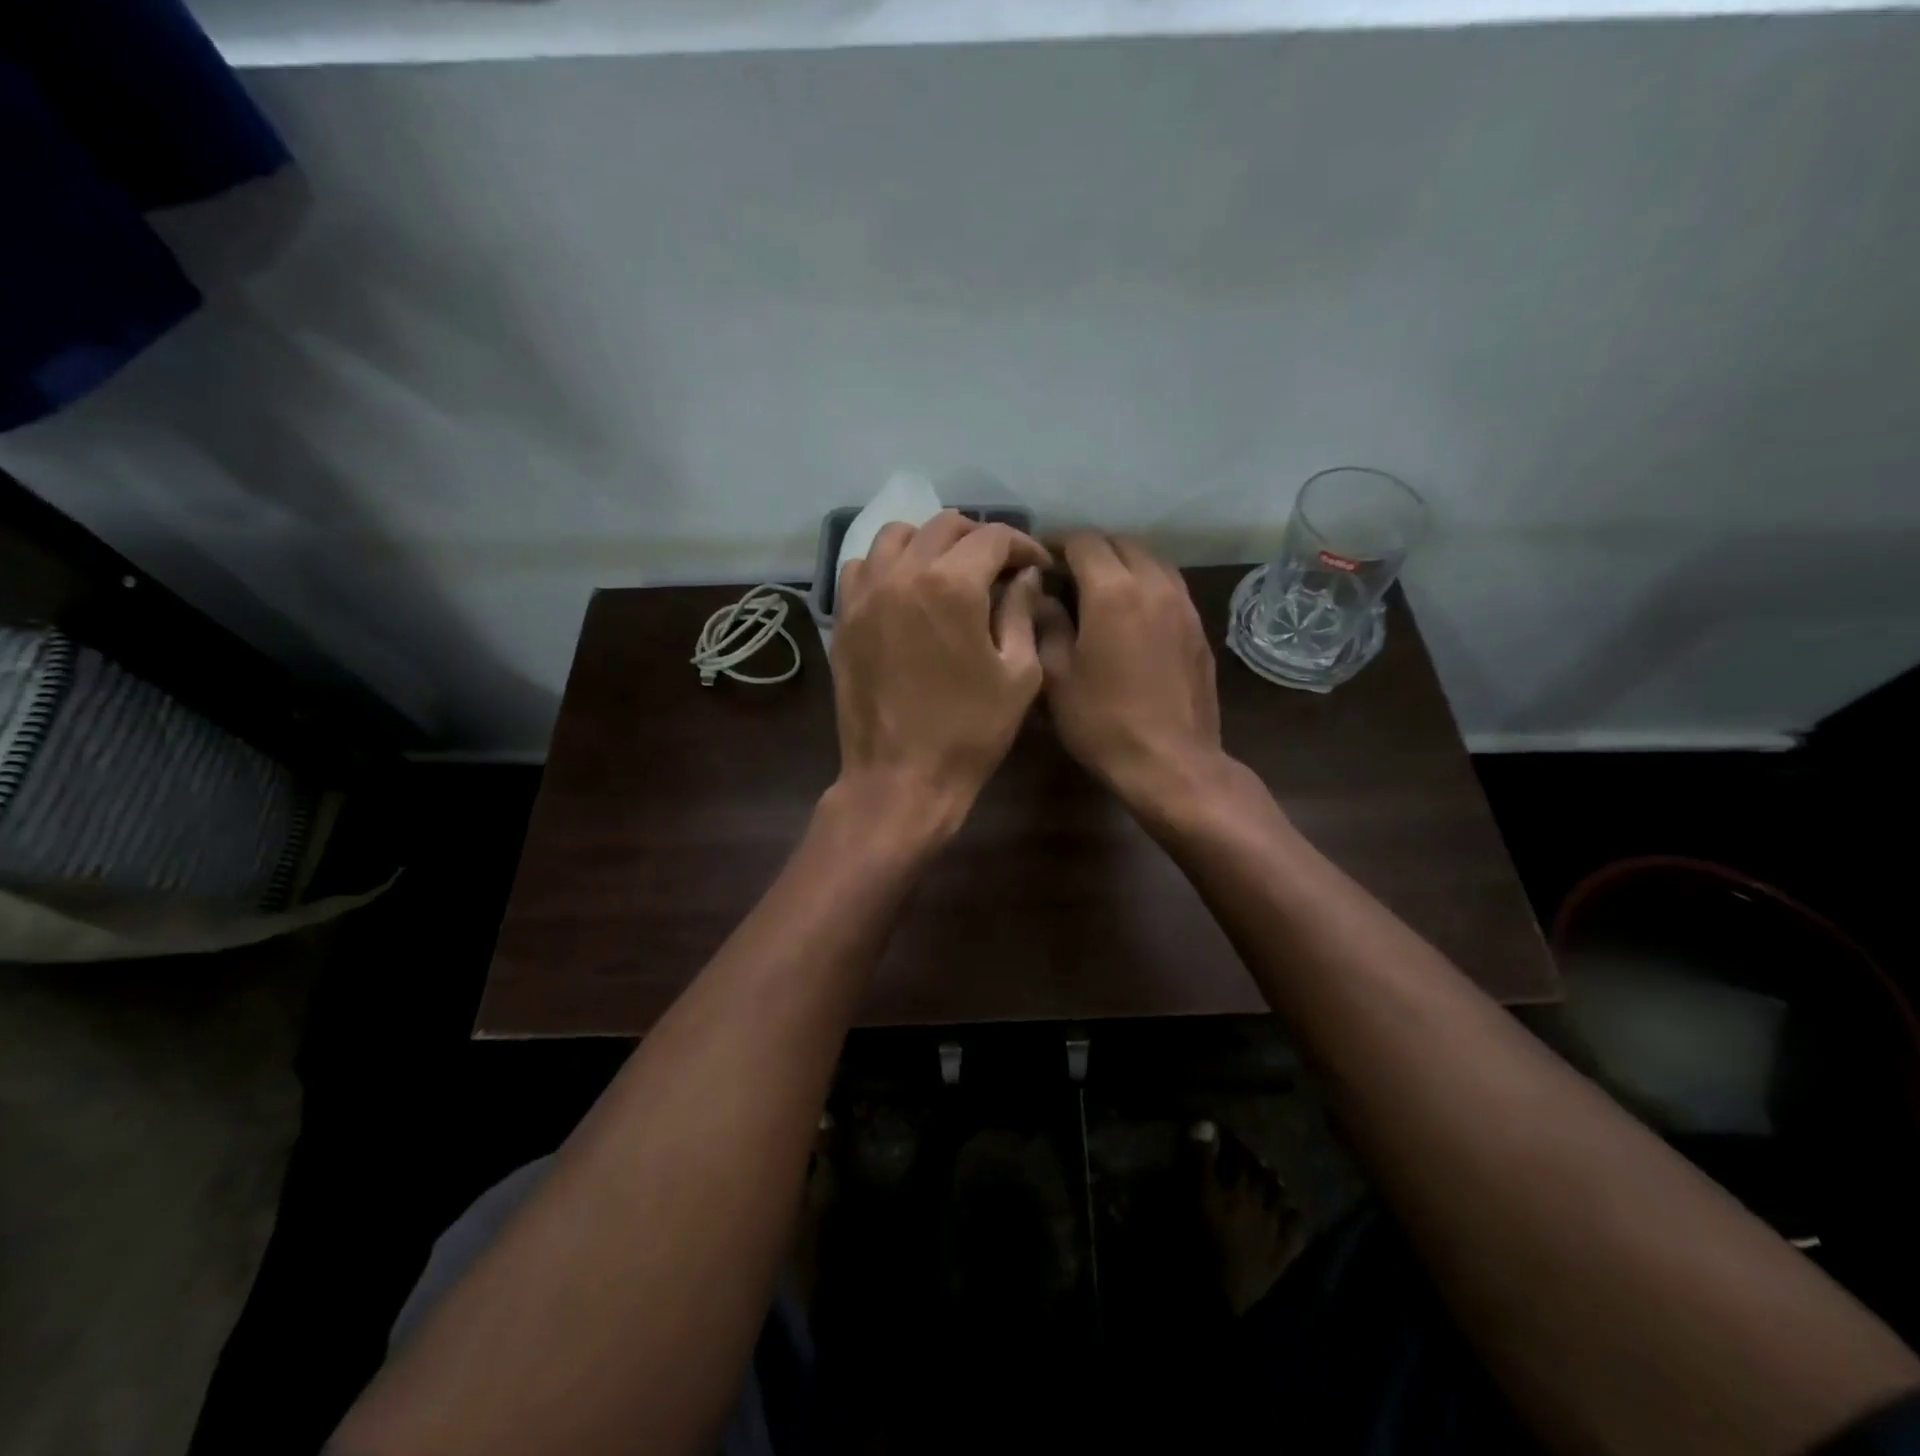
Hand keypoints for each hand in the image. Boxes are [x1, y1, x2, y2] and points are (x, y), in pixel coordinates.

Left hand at [831, 511, 1051, 831]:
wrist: (900, 777)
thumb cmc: (970, 732)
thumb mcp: (1019, 674)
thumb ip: (1022, 612)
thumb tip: (1023, 576)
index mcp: (951, 585)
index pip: (993, 537)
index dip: (1023, 545)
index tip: (1036, 566)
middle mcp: (902, 574)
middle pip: (943, 525)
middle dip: (979, 537)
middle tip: (999, 567)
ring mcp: (865, 594)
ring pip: (896, 536)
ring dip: (930, 542)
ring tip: (949, 571)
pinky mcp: (844, 618)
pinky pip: (862, 567)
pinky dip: (887, 565)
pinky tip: (905, 591)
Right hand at [1036, 532, 1224, 811]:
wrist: (1170, 762)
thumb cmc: (1102, 721)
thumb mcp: (1056, 674)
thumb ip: (1045, 621)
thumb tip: (1040, 592)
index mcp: (1113, 590)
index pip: (1083, 540)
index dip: (1056, 543)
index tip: (1038, 560)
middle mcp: (1154, 584)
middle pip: (1121, 543)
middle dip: (1090, 550)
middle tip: (1064, 574)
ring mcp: (1183, 604)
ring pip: (1151, 560)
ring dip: (1121, 563)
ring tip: (1098, 589)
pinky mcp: (1199, 628)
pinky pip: (1169, 586)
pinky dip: (1145, 584)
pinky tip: (1131, 613)